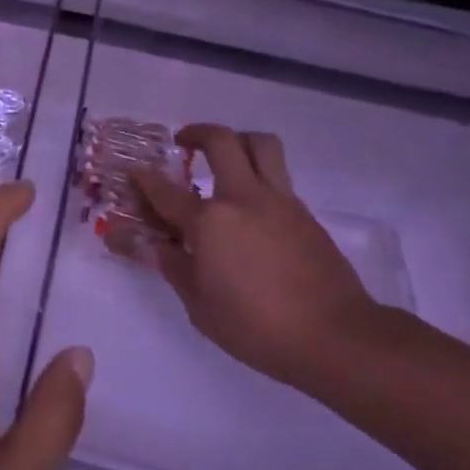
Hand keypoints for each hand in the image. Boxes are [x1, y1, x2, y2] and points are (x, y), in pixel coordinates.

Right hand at [132, 125, 382, 390]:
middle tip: (184, 142)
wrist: (334, 336)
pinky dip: (259, 175)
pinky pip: (279, 177)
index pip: (166, 192)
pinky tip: (250, 207)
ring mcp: (280, 201)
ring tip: (225, 157)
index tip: (134, 172)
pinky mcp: (305, 213)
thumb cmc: (257, 328)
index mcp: (210, 223)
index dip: (145, 180)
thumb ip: (175, 268)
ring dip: (238, 140)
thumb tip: (157, 246)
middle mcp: (244, 198)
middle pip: (222, 141)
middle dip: (197, 133)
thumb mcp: (200, 307)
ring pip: (262, 145)